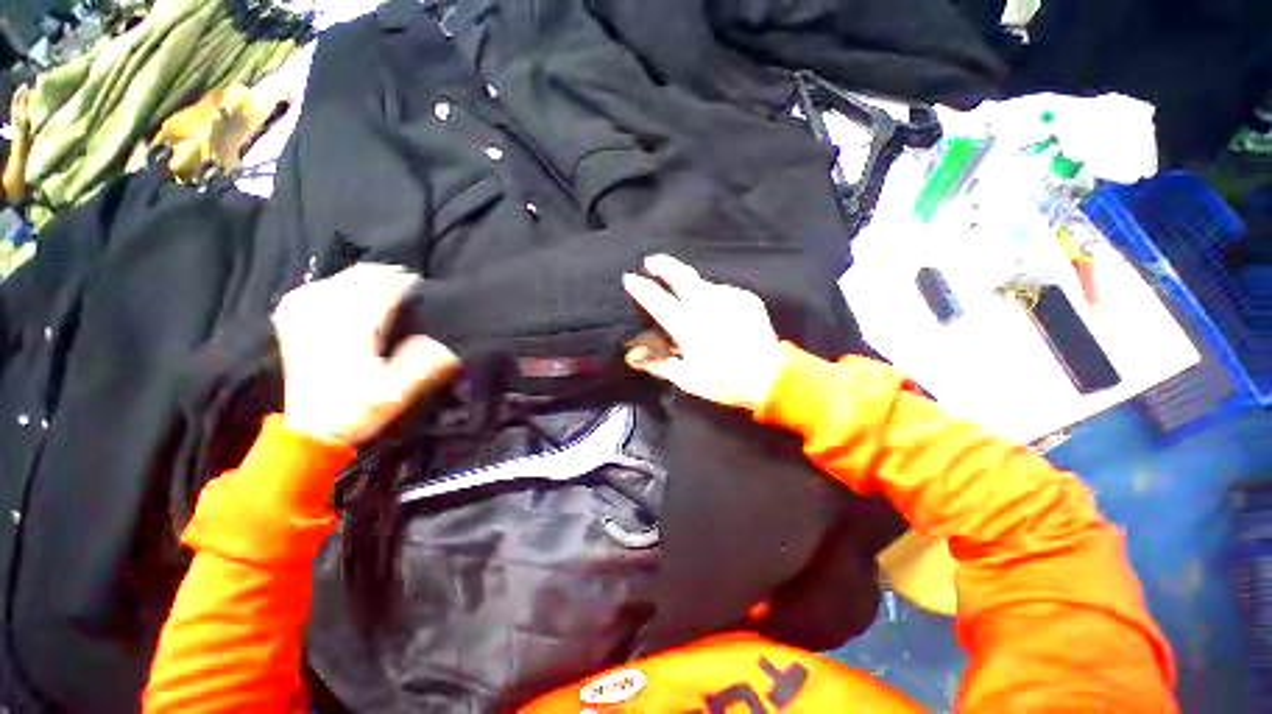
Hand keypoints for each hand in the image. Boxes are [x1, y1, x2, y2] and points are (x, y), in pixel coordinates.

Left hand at [272, 264, 460, 444]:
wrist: (312, 428)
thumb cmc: (359, 409)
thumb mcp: (398, 393)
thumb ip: (425, 365)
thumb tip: (442, 340)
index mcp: (351, 328)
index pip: (382, 287)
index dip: (406, 282)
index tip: (423, 286)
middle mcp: (324, 312)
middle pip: (361, 277)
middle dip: (388, 276)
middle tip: (409, 286)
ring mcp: (302, 311)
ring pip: (342, 277)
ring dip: (367, 279)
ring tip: (387, 288)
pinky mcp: (292, 317)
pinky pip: (319, 285)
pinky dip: (341, 284)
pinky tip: (352, 293)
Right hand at [622, 254, 783, 411]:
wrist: (771, 377)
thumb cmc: (724, 381)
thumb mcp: (687, 378)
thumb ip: (658, 364)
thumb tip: (631, 357)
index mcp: (688, 325)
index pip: (657, 300)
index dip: (641, 288)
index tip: (629, 278)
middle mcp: (706, 305)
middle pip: (680, 275)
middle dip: (663, 265)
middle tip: (651, 260)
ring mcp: (728, 298)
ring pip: (702, 283)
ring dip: (690, 285)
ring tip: (687, 297)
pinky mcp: (745, 298)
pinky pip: (722, 291)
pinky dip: (713, 297)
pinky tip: (715, 311)